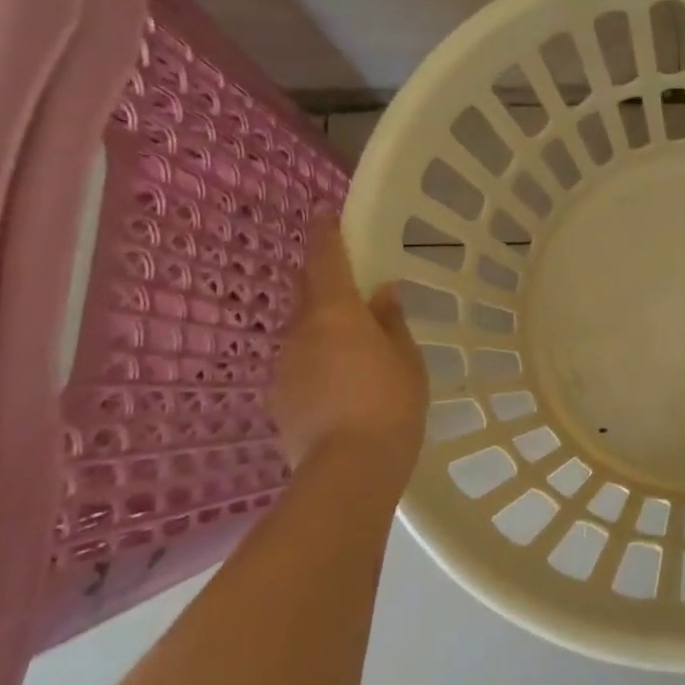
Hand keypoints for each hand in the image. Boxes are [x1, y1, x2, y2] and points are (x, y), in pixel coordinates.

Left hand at [272, 216, 427, 473]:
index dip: (325, 235)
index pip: (326, 260)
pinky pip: (299, 366)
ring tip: (351, 344)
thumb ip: (391, 321)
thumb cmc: (390, 403)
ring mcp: (284, 368)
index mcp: (336, 313)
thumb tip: (382, 293)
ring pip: (302, 333)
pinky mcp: (278, 400)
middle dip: (322, 281)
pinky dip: (317, 362)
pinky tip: (339, 385)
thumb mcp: (406, 359)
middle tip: (347, 280)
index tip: (323, 214)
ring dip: (321, 327)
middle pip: (307, 293)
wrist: (347, 470)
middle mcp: (300, 332)